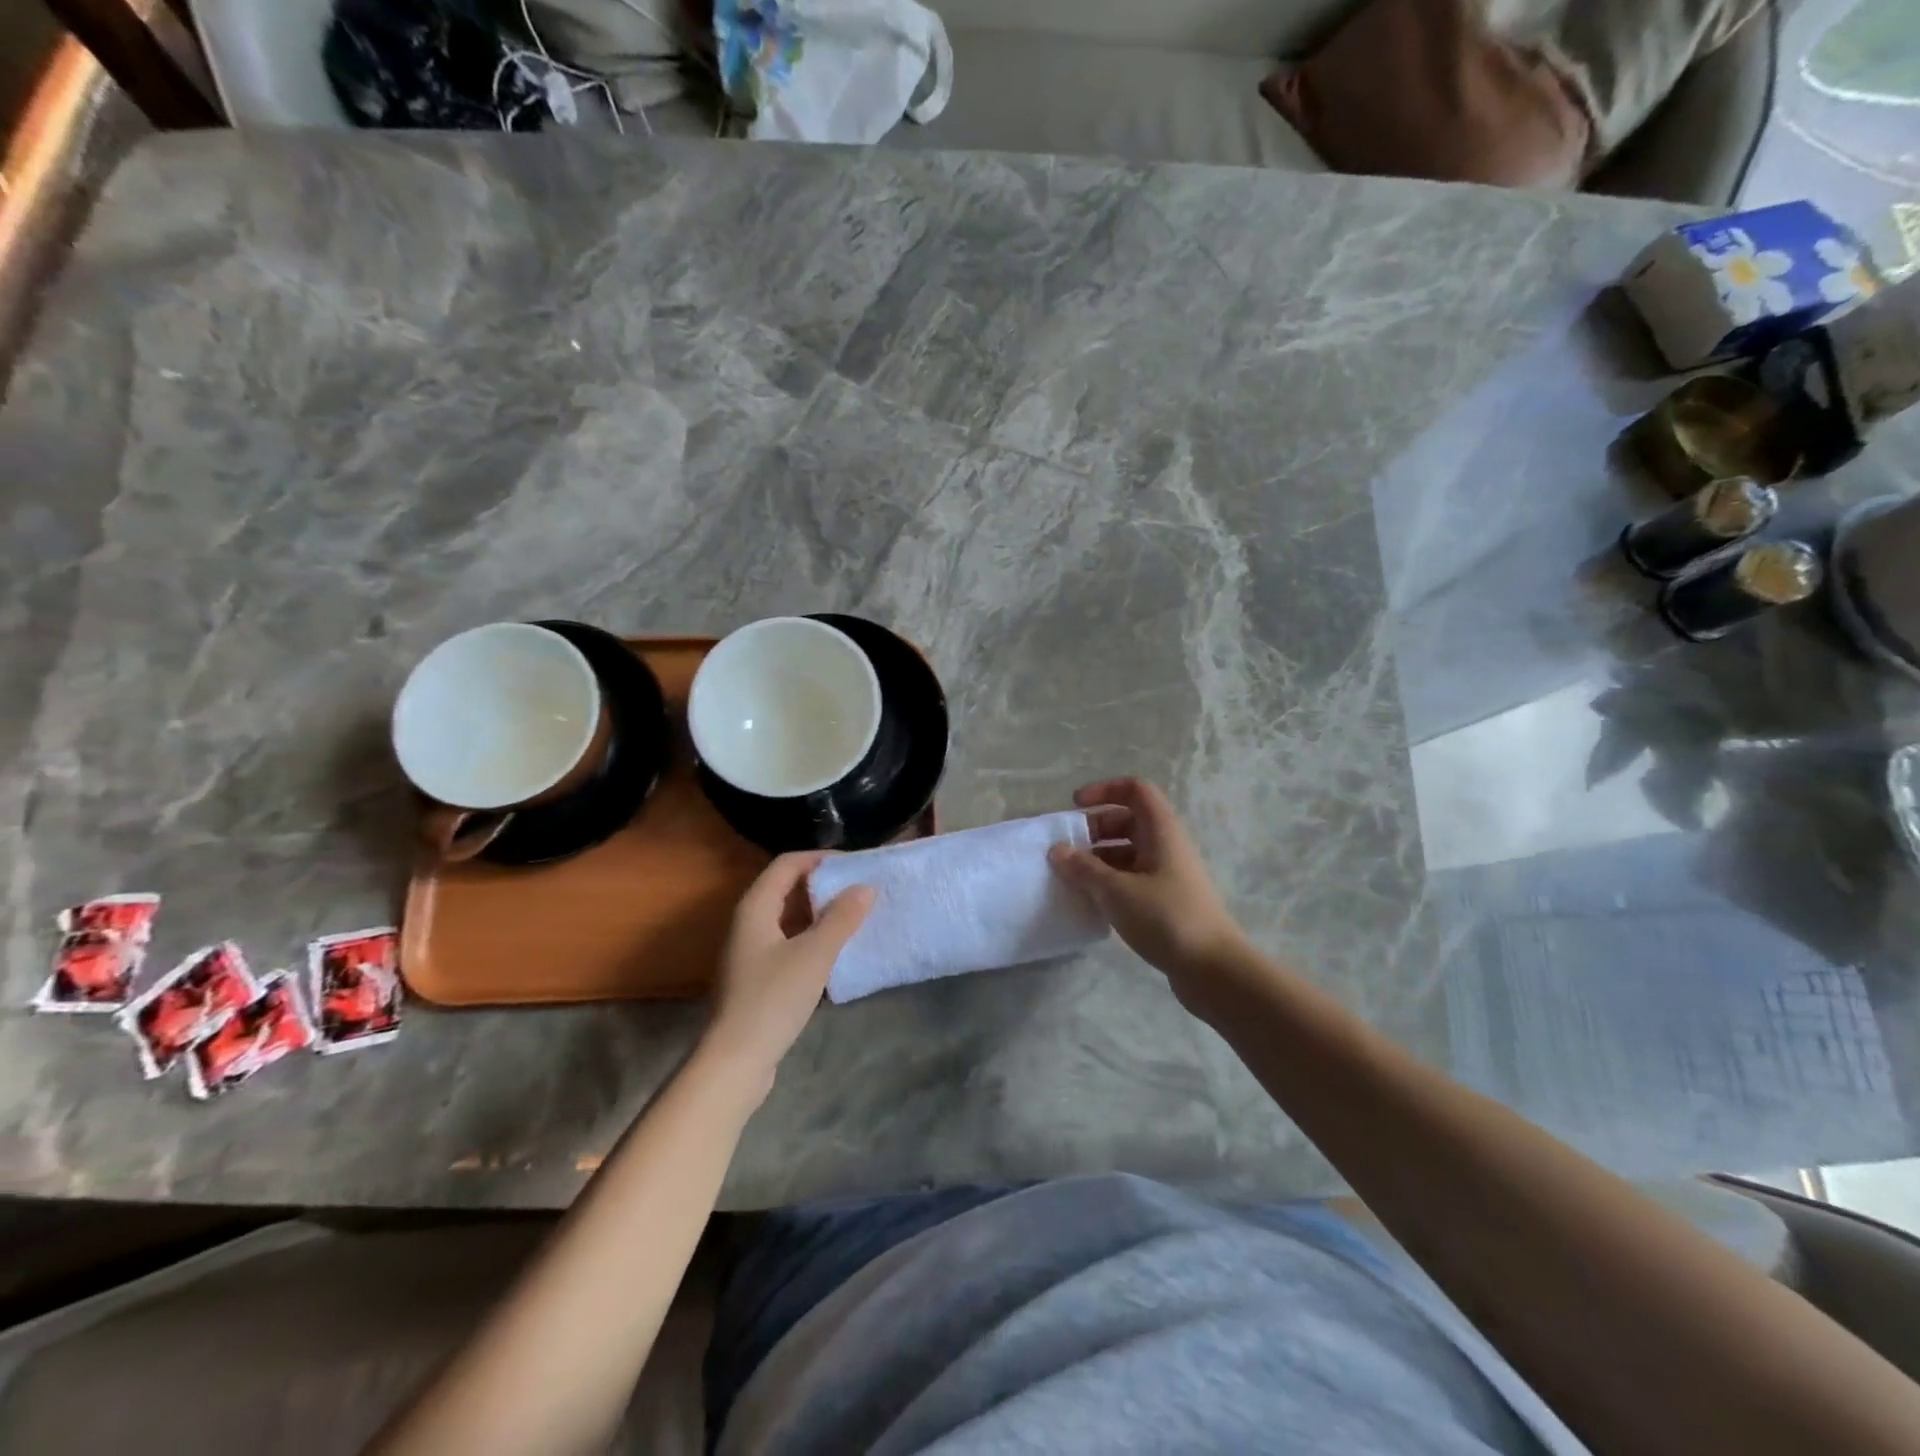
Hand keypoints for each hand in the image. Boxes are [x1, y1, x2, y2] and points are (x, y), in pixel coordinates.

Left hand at [703, 852, 873, 1096]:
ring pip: (789, 918)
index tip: (855, 865)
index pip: (787, 864)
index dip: (820, 858)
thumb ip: (842, 918)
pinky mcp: (757, 977)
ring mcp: (750, 952)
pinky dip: (812, 938)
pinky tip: (837, 951)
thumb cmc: (773, 998)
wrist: (735, 1061)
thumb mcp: (814, 954)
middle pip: (787, 888)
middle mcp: (748, 923)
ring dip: (820, 913)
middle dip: (824, 885)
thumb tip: (865, 887)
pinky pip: (788, 943)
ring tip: (856, 916)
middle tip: (861, 889)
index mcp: (755, 907)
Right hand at [1048, 778, 1249, 994]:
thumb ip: (1084, 869)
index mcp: (1161, 831)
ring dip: (1099, 858)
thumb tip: (1057, 851)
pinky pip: (1133, 878)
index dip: (1104, 790)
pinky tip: (1092, 902)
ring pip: (1129, 852)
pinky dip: (1110, 882)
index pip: (1135, 790)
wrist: (1214, 970)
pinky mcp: (1167, 902)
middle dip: (1095, 828)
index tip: (1075, 806)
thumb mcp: (1116, 891)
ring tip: (1072, 878)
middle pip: (1129, 820)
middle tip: (1068, 848)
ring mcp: (1169, 875)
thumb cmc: (1166, 918)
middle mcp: (1167, 846)